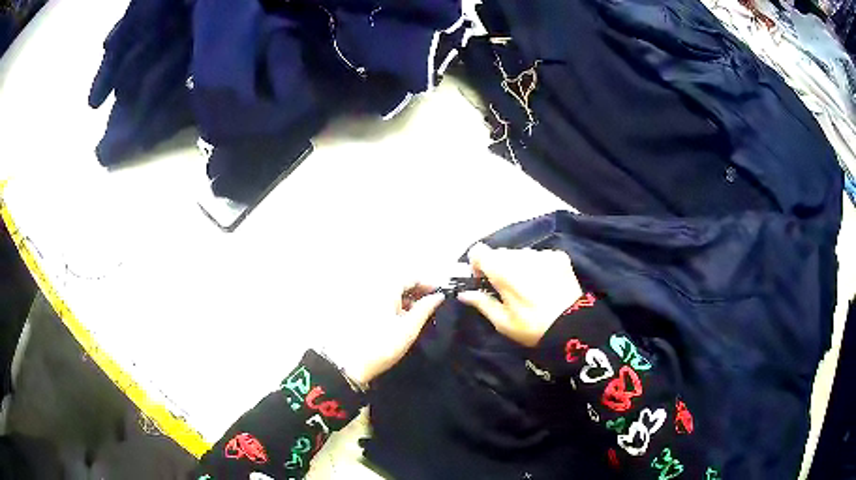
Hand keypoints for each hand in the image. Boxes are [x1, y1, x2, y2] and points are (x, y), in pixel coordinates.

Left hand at [332, 283, 443, 385]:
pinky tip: (403, 321)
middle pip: (400, 284)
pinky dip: (396, 307)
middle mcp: (375, 290)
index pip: (411, 277)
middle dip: (417, 292)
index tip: (439, 296)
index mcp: (386, 290)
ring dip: (407, 300)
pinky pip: (384, 302)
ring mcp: (367, 301)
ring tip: (420, 315)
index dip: (427, 284)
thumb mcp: (409, 328)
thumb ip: (425, 309)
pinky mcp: (363, 312)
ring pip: (392, 294)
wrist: (353, 365)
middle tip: (432, 305)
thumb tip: (438, 296)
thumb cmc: (383, 346)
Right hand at [458, 243, 581, 346]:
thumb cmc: (531, 326)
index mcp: (502, 270)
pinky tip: (545, 283)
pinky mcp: (559, 256)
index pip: (479, 251)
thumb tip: (464, 293)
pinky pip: (540, 256)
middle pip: (501, 253)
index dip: (477, 264)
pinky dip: (538, 266)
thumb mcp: (502, 321)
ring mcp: (542, 254)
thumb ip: (482, 303)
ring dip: (519, 265)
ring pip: (521, 254)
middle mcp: (520, 255)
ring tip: (529, 286)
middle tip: (507, 288)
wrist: (572, 326)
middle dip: (499, 267)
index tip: (483, 280)